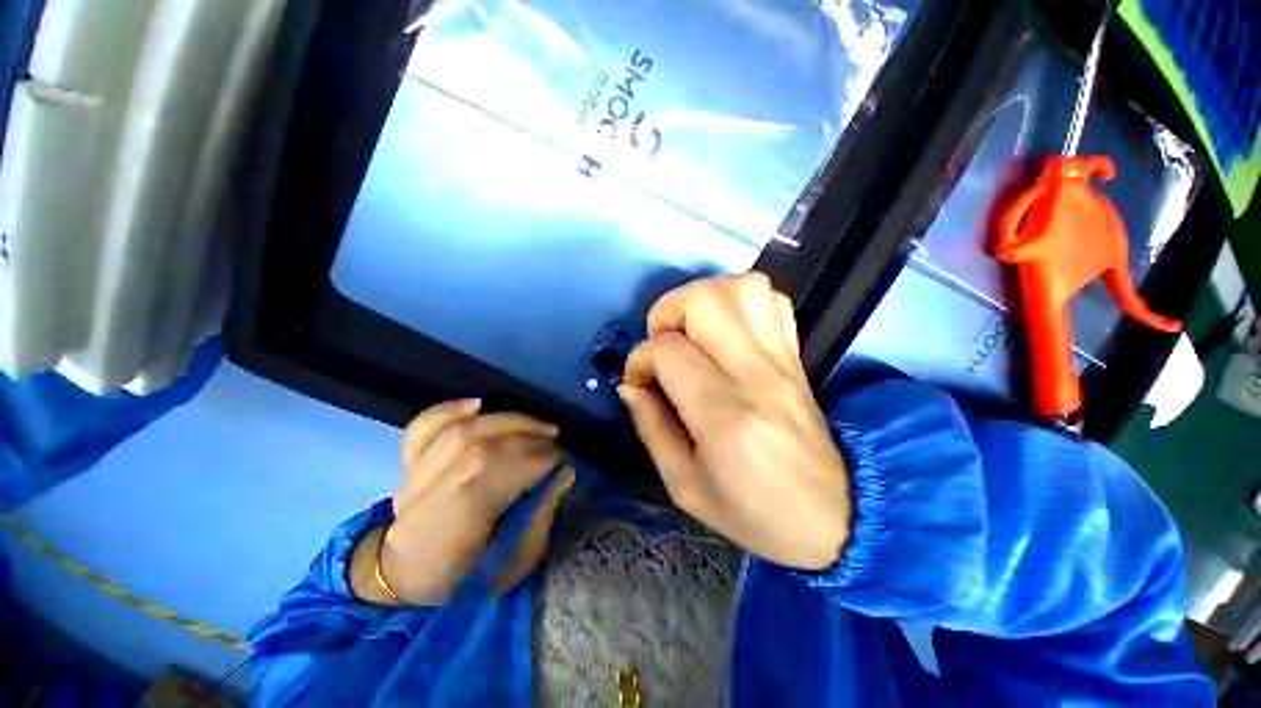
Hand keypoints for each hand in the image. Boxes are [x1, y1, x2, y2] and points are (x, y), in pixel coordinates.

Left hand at [350, 400, 573, 605]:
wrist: (407, 580)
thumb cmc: (465, 580)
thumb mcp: (513, 565)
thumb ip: (540, 516)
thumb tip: (562, 473)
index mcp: (455, 523)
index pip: (502, 471)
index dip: (541, 459)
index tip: (565, 461)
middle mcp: (429, 492)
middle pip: (482, 446)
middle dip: (530, 437)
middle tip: (556, 441)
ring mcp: (412, 475)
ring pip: (459, 430)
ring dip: (505, 419)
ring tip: (536, 423)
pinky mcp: (407, 464)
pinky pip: (422, 427)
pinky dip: (449, 410)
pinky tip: (479, 404)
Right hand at [619, 274, 850, 570]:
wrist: (834, 516)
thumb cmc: (754, 513)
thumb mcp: (685, 486)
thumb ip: (651, 428)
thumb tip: (629, 385)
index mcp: (725, 417)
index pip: (669, 352)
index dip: (640, 360)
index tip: (638, 382)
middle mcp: (756, 375)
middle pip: (704, 301)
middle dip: (665, 312)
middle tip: (661, 345)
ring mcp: (782, 359)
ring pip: (742, 287)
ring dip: (702, 298)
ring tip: (689, 331)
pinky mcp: (797, 355)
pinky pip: (772, 299)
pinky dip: (738, 300)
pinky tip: (724, 329)